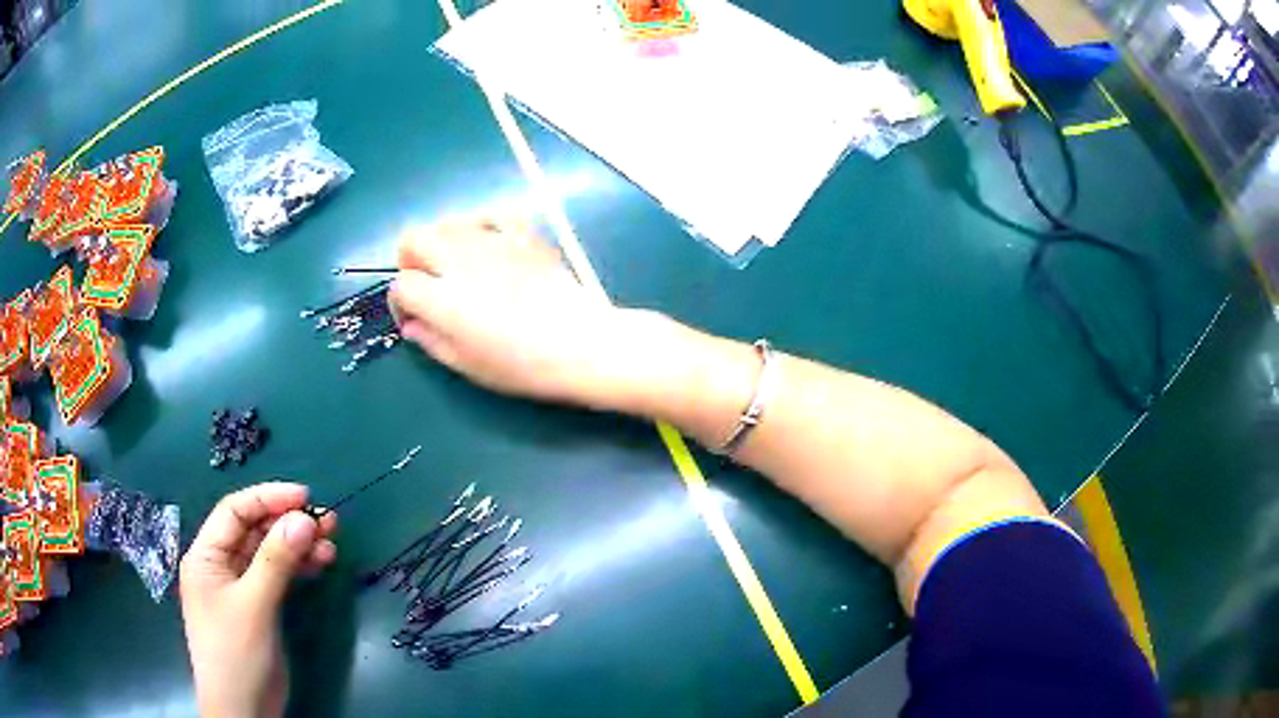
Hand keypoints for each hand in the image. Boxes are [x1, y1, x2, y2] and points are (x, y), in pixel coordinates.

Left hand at [179, 483, 337, 717]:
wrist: (244, 710)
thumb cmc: (237, 653)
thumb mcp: (254, 605)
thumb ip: (276, 561)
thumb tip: (303, 519)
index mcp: (206, 556)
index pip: (234, 512)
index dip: (267, 498)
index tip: (306, 498)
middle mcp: (220, 565)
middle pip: (253, 531)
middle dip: (288, 523)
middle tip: (328, 521)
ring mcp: (239, 587)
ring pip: (268, 553)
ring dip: (297, 546)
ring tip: (331, 543)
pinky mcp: (258, 606)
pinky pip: (277, 576)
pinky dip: (297, 568)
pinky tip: (319, 564)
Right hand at [390, 216, 652, 407]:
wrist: (578, 344)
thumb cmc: (521, 365)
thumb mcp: (467, 364)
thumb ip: (431, 341)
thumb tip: (411, 325)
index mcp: (442, 298)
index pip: (402, 284)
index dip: (400, 302)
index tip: (413, 318)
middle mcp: (459, 260)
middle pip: (414, 238)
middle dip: (410, 260)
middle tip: (426, 283)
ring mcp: (492, 241)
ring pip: (447, 223)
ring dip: (440, 242)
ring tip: (455, 266)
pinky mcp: (522, 234)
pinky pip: (490, 215)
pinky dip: (480, 226)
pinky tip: (487, 245)